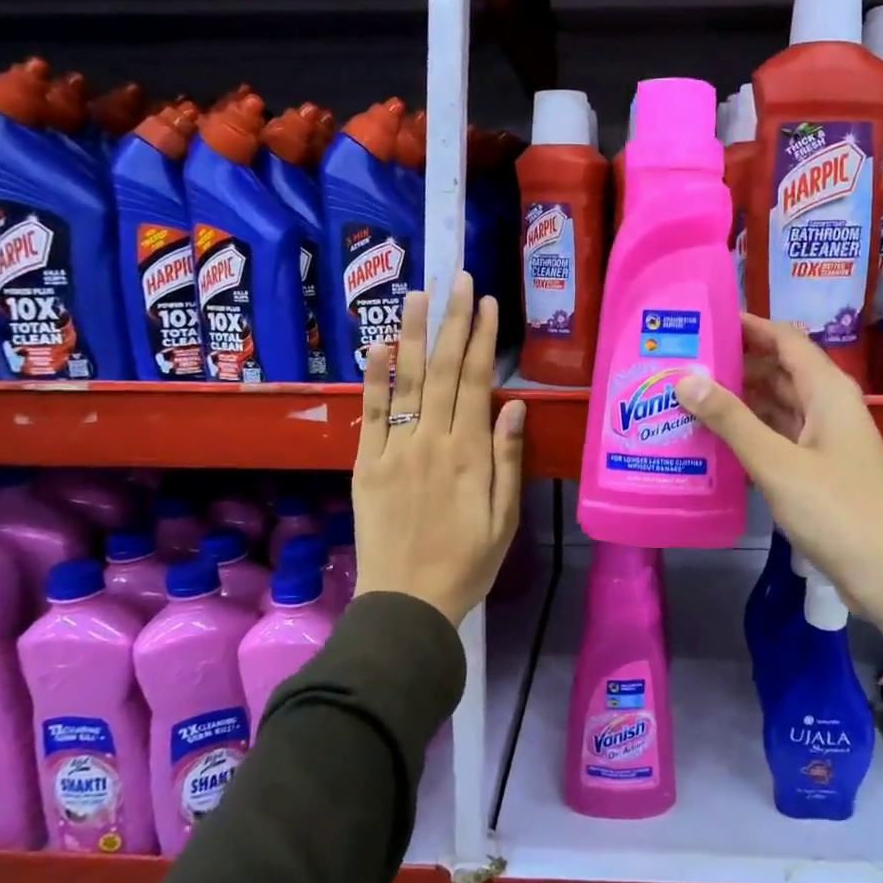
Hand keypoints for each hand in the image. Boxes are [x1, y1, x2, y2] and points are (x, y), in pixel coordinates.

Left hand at [352, 272, 526, 625]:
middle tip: (455, 278)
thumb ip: (508, 460)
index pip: (476, 382)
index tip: (484, 301)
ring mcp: (394, 451)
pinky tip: (378, 347)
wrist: (407, 604)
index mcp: (469, 455)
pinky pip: (371, 415)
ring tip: (417, 295)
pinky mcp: (366, 466)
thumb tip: (516, 405)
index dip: (481, 339)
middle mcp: (432, 442)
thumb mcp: (504, 519)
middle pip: (443, 371)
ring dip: (412, 335)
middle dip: (451, 321)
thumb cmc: (467, 564)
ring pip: (406, 383)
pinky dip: (374, 379)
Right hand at [676, 315, 882, 666]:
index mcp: (828, 391)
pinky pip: (779, 435)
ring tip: (688, 393)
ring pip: (778, 404)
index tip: (705, 319)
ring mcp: (825, 439)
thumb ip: (731, 420)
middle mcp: (828, 406)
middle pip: (779, 369)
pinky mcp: (820, 469)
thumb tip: (685, 378)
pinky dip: (750, 431)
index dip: (748, 325)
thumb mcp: (777, 463)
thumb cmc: (837, 511)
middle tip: (683, 359)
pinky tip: (715, 436)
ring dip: (740, 398)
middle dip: (736, 362)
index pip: (785, 339)